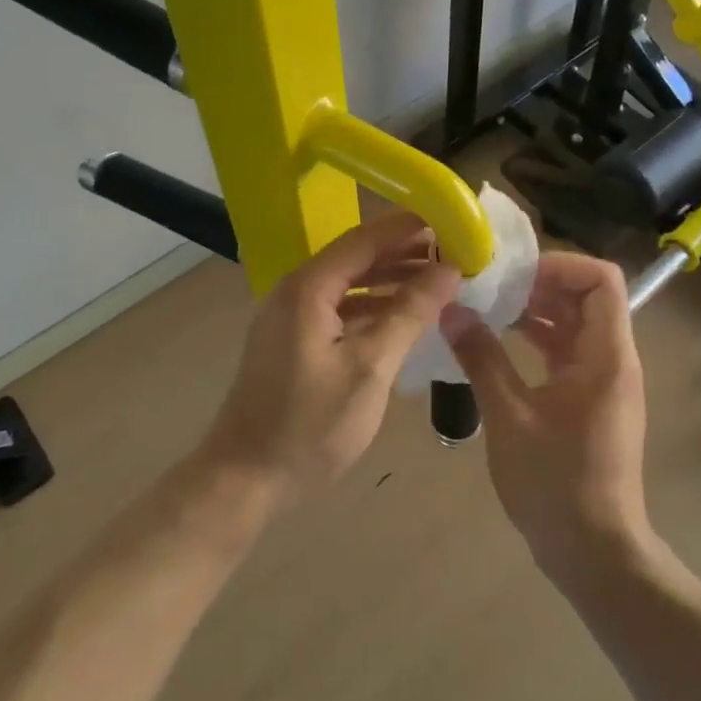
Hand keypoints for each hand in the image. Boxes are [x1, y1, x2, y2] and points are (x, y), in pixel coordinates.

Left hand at [199, 213, 460, 506]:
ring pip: (349, 283)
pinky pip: (339, 307)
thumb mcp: (370, 368)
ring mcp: (291, 315)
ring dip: (391, 279)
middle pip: (357, 256)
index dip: (409, 227)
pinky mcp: (293, 339)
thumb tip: (450, 269)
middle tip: (455, 253)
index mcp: (309, 287)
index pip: (365, 238)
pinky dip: (372, 306)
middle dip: (405, 252)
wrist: (245, 479)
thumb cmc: (310, 425)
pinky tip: (404, 316)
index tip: (453, 221)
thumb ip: (409, 312)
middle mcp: (296, 290)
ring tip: (440, 281)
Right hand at [440, 252, 649, 576]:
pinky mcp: (589, 402)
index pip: (602, 280)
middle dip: (538, 285)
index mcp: (606, 355)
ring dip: (535, 312)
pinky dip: (536, 341)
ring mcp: (603, 382)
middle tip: (489, 286)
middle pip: (586, 298)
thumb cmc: (555, 482)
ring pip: (574, 326)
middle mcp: (612, 360)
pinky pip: (567, 353)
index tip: (513, 272)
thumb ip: (481, 358)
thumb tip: (451, 311)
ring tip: (486, 308)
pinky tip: (496, 344)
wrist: (594, 552)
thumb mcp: (509, 417)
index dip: (561, 264)